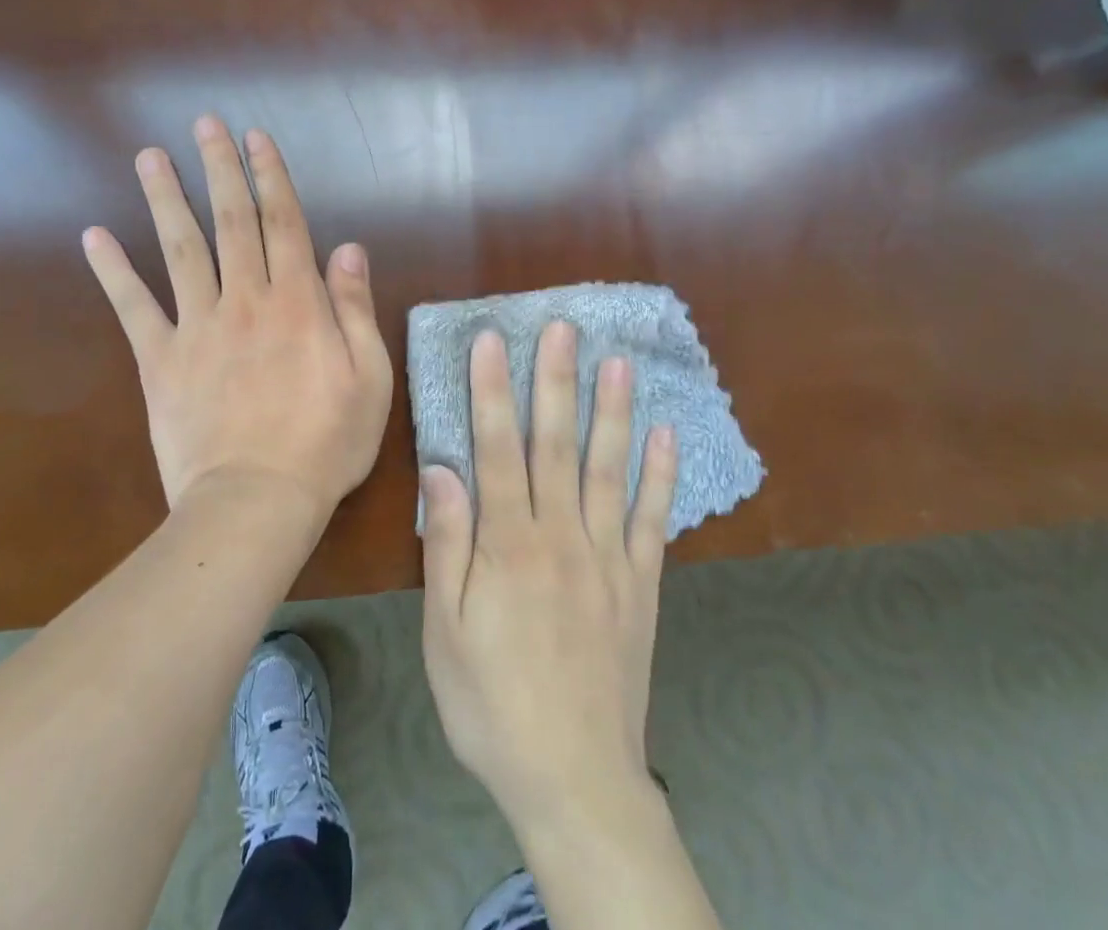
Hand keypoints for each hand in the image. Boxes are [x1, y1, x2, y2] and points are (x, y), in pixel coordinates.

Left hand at [82, 116, 393, 520]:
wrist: (255, 501)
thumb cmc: (326, 442)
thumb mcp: (370, 377)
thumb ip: (356, 308)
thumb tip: (348, 248)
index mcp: (298, 302)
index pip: (284, 223)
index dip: (271, 176)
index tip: (257, 138)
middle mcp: (245, 299)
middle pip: (231, 221)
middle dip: (219, 169)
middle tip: (205, 125)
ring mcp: (197, 326)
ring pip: (180, 249)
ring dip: (166, 199)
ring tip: (150, 158)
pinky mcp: (160, 360)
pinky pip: (133, 308)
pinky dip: (113, 271)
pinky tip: (94, 236)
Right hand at [420, 321, 676, 831]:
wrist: (574, 778)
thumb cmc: (492, 703)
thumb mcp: (445, 633)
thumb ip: (446, 546)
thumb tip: (442, 470)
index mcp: (508, 545)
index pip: (497, 449)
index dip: (492, 391)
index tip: (492, 340)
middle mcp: (561, 535)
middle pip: (556, 445)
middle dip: (556, 381)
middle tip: (562, 328)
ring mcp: (608, 556)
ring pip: (609, 469)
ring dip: (613, 412)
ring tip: (618, 362)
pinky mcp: (641, 583)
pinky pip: (653, 519)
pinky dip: (661, 474)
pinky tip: (665, 433)